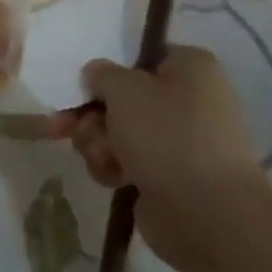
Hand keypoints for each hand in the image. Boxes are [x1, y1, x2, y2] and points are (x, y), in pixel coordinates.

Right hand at [48, 45, 262, 271]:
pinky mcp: (167, 176)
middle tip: (65, 125)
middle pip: (122, 97)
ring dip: (98, 142)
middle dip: (91, 114)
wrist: (206, 215)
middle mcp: (188, 100)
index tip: (83, 85)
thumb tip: (97, 75)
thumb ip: (102, 74)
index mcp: (190, 67)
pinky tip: (113, 178)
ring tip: (102, 156)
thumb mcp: (124, 89)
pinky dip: (113, 166)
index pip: (139, 57)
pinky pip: (127, 160)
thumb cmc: (166, 135)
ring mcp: (178, 141)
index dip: (108, 70)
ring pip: (118, 130)